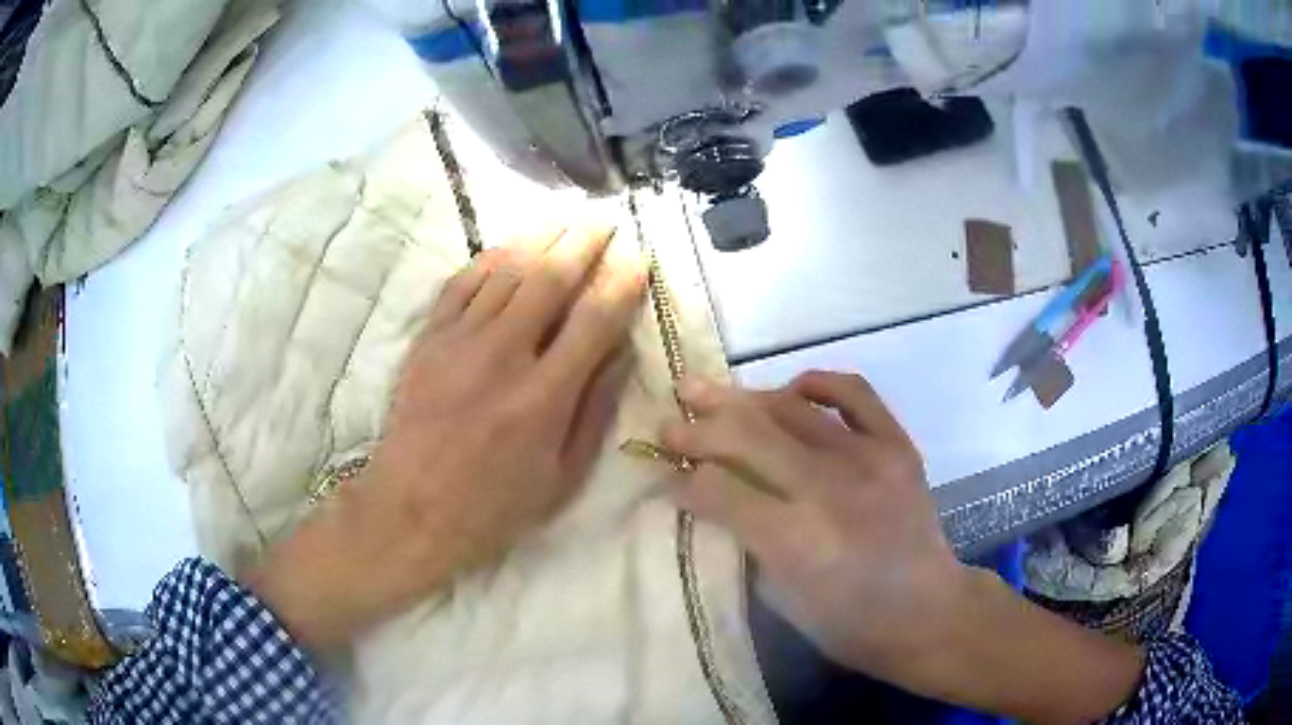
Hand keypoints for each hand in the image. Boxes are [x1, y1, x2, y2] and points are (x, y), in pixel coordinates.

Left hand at [248, 224, 645, 649]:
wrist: (411, 509)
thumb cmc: (494, 505)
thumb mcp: (562, 478)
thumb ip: (595, 411)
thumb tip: (620, 352)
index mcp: (544, 397)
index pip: (594, 320)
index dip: (622, 283)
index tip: (640, 259)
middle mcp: (503, 356)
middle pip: (550, 278)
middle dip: (584, 243)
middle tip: (604, 220)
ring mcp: (459, 341)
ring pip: (506, 270)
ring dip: (541, 238)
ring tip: (565, 219)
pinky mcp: (428, 339)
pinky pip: (461, 283)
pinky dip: (489, 258)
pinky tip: (508, 247)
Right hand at [661, 371, 960, 675]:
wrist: (927, 611)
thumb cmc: (847, 623)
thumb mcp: (782, 599)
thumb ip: (745, 541)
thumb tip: (710, 495)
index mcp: (797, 542)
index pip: (721, 491)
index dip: (683, 480)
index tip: (662, 474)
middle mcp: (832, 490)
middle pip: (749, 438)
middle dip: (698, 428)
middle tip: (669, 422)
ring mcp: (870, 459)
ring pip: (792, 408)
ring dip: (742, 399)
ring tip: (706, 392)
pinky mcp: (897, 445)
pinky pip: (853, 393)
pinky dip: (816, 384)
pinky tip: (790, 391)